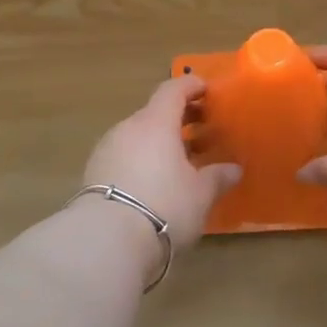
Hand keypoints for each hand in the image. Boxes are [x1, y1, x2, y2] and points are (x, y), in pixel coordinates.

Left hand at [82, 75, 241, 251]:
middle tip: (202, 131)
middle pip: (154, 113)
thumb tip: (233, 169)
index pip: (173, 90)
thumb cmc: (164, 206)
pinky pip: (124, 156)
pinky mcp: (93, 173)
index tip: (207, 90)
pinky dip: (141, 160)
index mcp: (156, 123)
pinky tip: (154, 181)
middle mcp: (128, 129)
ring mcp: (106, 150)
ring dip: (159, 142)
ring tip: (179, 162)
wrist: (107, 239)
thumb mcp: (200, 194)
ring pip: (137, 136)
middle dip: (179, 119)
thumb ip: (217, 177)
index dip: (191, 86)